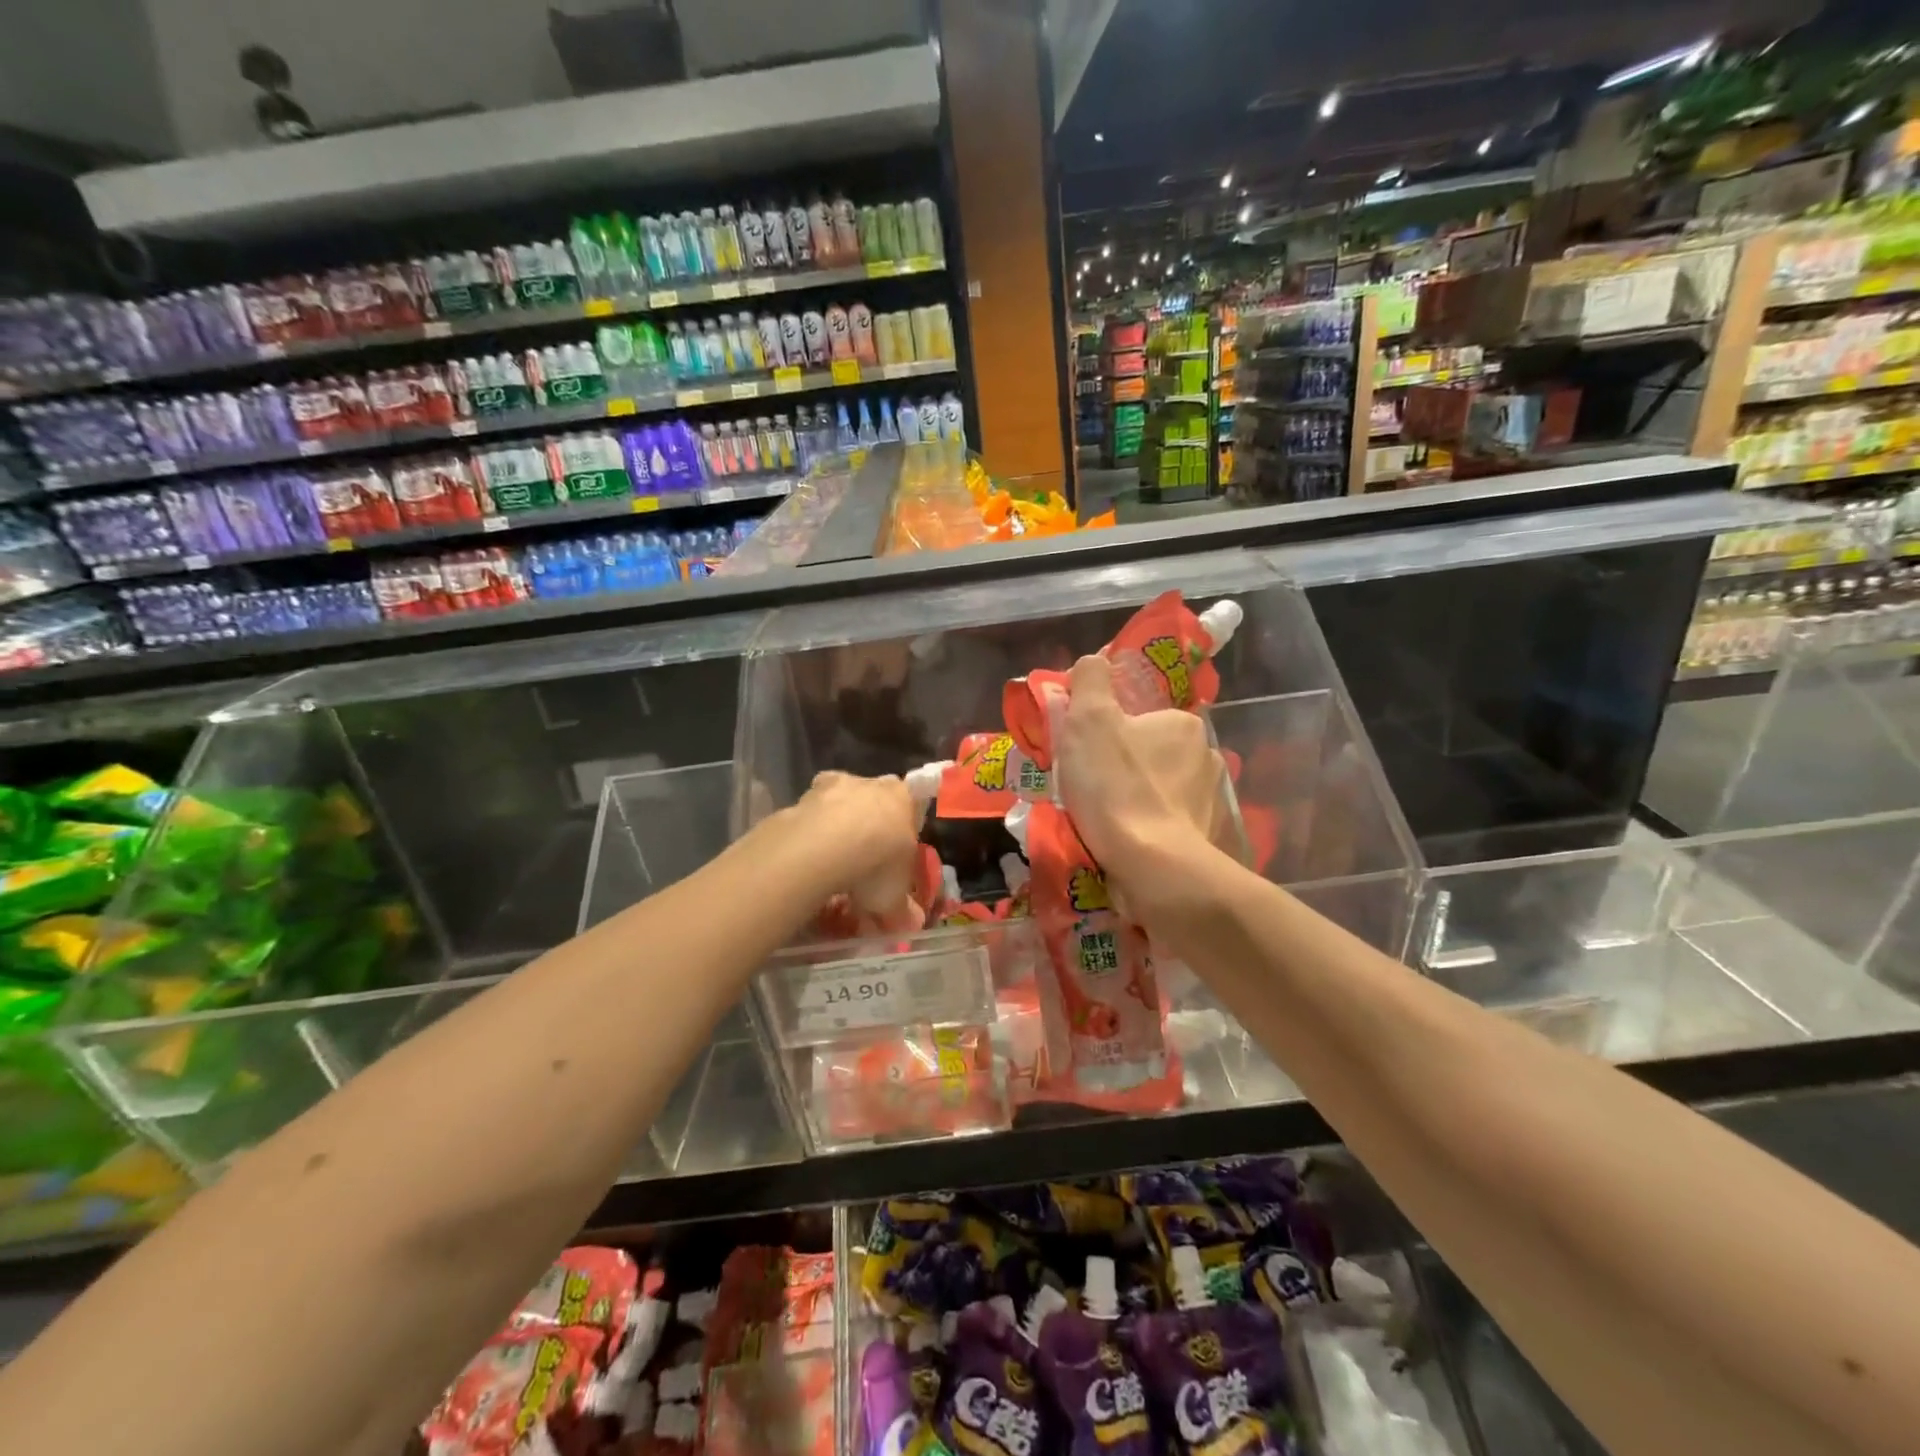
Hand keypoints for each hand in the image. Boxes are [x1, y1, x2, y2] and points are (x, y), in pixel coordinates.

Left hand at [792, 771, 924, 933]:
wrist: (825, 846)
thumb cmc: (877, 864)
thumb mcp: (894, 897)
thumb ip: (903, 909)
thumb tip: (912, 923)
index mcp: (903, 798)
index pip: (909, 807)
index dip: (900, 833)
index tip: (893, 858)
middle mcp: (869, 784)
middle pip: (871, 804)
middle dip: (867, 831)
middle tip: (862, 868)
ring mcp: (832, 787)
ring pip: (836, 807)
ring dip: (834, 832)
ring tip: (830, 871)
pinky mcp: (800, 798)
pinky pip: (808, 820)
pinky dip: (808, 838)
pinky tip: (806, 865)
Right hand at [1055, 655, 1230, 918]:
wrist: (1152, 866)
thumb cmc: (1117, 786)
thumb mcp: (1090, 719)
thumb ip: (1090, 680)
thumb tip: (1094, 661)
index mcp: (1183, 724)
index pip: (1143, 716)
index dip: (1110, 730)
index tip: (1086, 751)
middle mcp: (1206, 757)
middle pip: (1153, 753)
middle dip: (1125, 765)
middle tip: (1089, 786)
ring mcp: (1211, 801)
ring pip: (1163, 789)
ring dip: (1138, 798)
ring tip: (1104, 819)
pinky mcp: (1207, 839)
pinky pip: (1170, 823)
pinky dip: (1150, 827)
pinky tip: (1127, 840)